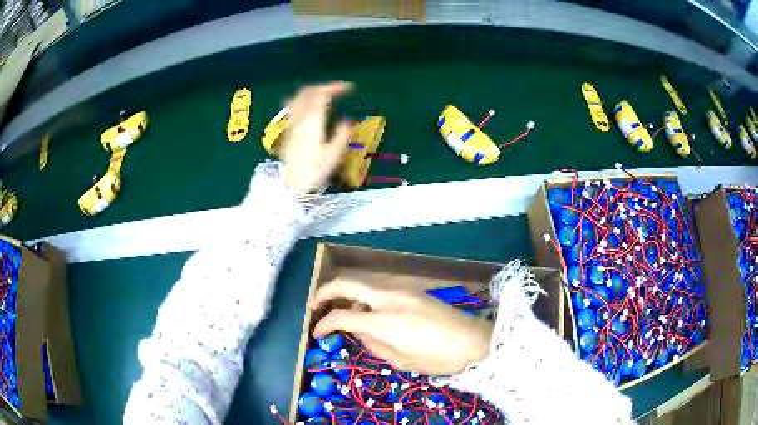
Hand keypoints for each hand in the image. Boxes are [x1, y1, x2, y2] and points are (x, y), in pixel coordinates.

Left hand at [280, 81, 353, 193]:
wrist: (292, 185)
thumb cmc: (315, 171)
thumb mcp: (335, 154)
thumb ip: (342, 134)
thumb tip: (347, 120)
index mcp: (313, 121)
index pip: (321, 94)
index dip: (335, 87)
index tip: (349, 88)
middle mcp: (299, 118)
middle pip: (307, 92)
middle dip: (323, 86)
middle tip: (337, 90)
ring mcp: (291, 124)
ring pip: (297, 98)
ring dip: (311, 92)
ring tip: (323, 95)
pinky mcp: (287, 131)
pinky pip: (292, 107)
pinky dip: (302, 100)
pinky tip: (308, 107)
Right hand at [309, 279, 493, 375]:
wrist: (474, 341)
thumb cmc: (438, 358)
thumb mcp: (401, 360)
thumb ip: (373, 344)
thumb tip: (357, 332)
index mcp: (386, 320)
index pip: (343, 316)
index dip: (324, 324)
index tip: (316, 332)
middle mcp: (390, 298)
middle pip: (348, 284)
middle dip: (325, 292)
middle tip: (314, 305)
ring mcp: (403, 290)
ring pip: (364, 282)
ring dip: (345, 291)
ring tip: (337, 308)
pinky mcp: (413, 290)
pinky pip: (380, 288)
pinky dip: (364, 294)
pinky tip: (365, 308)